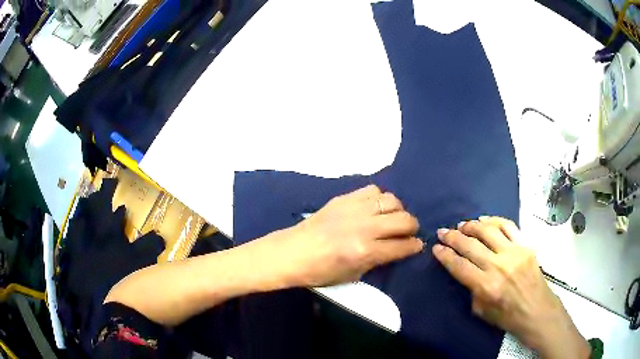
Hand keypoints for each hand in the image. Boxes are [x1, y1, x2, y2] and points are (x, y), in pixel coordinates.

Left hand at [258, 185, 422, 287]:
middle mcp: (365, 227)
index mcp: (366, 251)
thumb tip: (397, 248)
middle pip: (404, 220)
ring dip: (398, 211)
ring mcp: (355, 209)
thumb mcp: (353, 275)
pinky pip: (373, 190)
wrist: (292, 253)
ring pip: (392, 200)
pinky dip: (379, 199)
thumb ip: (379, 260)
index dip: (414, 246)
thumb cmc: (320, 271)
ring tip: (392, 218)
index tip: (417, 245)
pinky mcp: (344, 198)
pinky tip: (375, 208)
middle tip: (408, 233)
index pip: (403, 246)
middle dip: (412, 228)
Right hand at [433, 217, 589, 358]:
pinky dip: (494, 220)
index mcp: (486, 286)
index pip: (459, 266)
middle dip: (452, 237)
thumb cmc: (508, 316)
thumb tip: (466, 271)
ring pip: (488, 231)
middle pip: (470, 245)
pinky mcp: (525, 245)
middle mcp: (498, 266)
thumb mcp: (482, 312)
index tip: (436, 247)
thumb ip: (472, 290)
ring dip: (471, 225)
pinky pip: (508, 226)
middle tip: (443, 231)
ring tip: (462, 225)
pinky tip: (485, 220)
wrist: (537, 309)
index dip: (445, 255)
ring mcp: (513, 252)